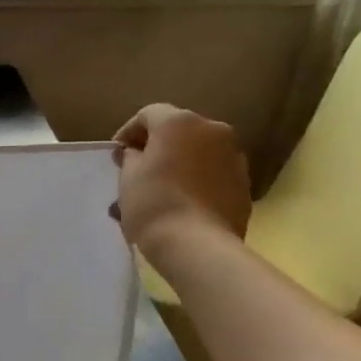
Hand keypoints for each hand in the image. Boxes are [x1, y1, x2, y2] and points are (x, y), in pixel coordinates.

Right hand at [112, 104, 250, 254]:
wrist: (199, 246)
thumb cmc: (154, 203)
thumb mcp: (128, 176)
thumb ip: (131, 156)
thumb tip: (138, 153)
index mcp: (180, 122)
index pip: (148, 114)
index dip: (128, 132)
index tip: (116, 156)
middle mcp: (212, 130)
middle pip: (177, 132)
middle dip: (155, 148)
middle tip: (135, 171)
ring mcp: (233, 157)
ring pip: (197, 153)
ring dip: (177, 165)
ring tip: (157, 193)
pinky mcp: (244, 184)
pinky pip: (212, 174)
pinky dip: (195, 181)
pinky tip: (180, 204)